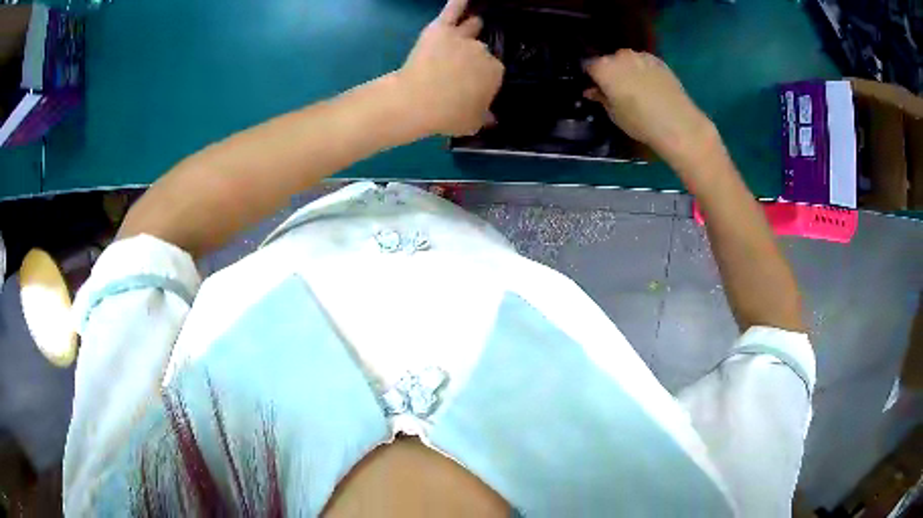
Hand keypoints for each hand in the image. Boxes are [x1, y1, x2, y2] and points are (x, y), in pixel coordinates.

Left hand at [398, 0, 503, 136]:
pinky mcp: (441, 28)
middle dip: (473, 57)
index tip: (471, 86)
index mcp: (495, 72)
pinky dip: (457, 2)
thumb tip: (492, 118)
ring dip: (471, 28)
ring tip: (472, 26)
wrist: (417, 100)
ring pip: (471, 28)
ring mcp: (462, 37)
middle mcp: (483, 50)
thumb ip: (485, 117)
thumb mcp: (473, 124)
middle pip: (481, 50)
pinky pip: (452, 10)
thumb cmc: (447, 115)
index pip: (492, 71)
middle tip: (459, 69)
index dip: (481, 78)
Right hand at [584, 50, 716, 166]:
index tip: (595, 88)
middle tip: (616, 90)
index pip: (588, 65)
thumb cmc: (640, 122)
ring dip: (628, 69)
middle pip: (609, 60)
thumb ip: (601, 98)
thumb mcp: (614, 114)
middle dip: (610, 71)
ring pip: (628, 60)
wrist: (678, 123)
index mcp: (604, 68)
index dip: (591, 77)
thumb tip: (592, 91)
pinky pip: (644, 62)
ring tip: (636, 88)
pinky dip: (643, 70)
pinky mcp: (659, 61)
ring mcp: (641, 56)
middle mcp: (620, 56)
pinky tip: (651, 86)